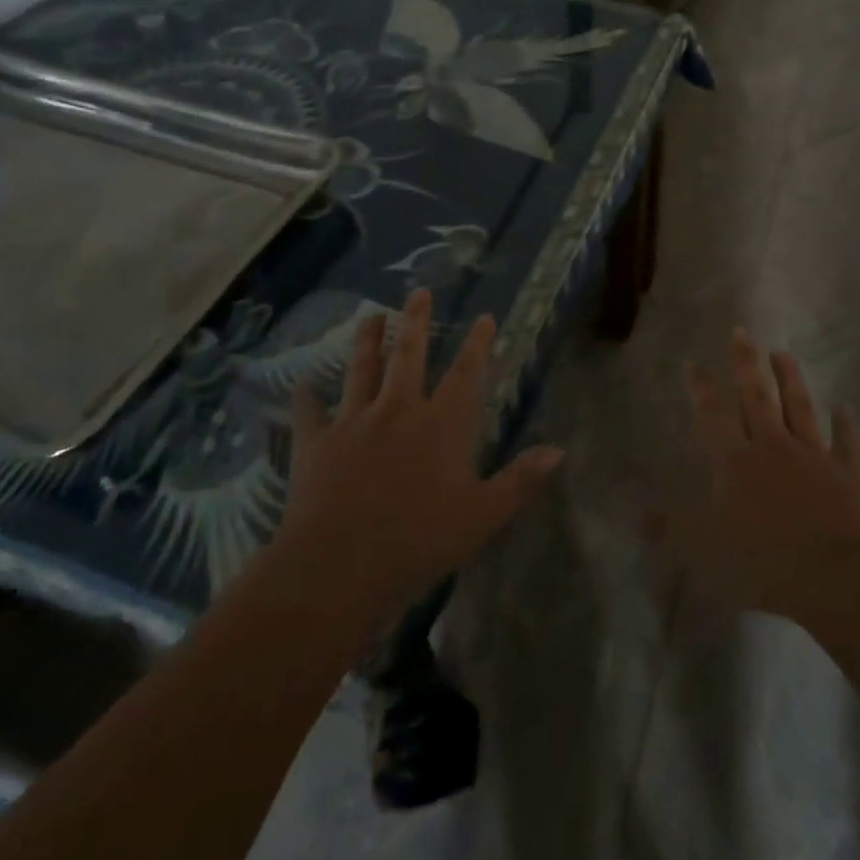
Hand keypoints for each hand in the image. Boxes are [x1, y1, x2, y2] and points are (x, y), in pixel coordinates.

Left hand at [274, 289, 563, 619]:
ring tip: (370, 316)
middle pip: (409, 356)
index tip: (483, 316)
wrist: (338, 566)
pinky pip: (310, 412)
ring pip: (362, 370)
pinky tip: (302, 383)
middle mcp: (398, 411)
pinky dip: (306, 397)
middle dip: (416, 322)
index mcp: (441, 425)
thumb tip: (558, 450)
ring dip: (367, 341)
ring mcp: (354, 422)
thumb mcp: (482, 516)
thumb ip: (520, 480)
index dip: (477, 344)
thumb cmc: (417, 541)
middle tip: (419, 292)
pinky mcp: (317, 443)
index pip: (466, 374)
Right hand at [658, 329, 859, 622]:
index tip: (693, 363)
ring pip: (799, 408)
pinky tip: (844, 408)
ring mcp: (812, 456)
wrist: (831, 575)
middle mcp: (772, 447)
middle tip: (742, 332)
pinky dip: (845, 424)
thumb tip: (638, 512)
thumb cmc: (761, 562)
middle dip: (746, 363)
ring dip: (790, 379)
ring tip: (782, 353)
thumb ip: (671, 527)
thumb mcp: (703, 550)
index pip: (713, 416)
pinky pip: (845, 442)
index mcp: (736, 463)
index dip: (701, 389)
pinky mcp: (846, 474)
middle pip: (757, 397)